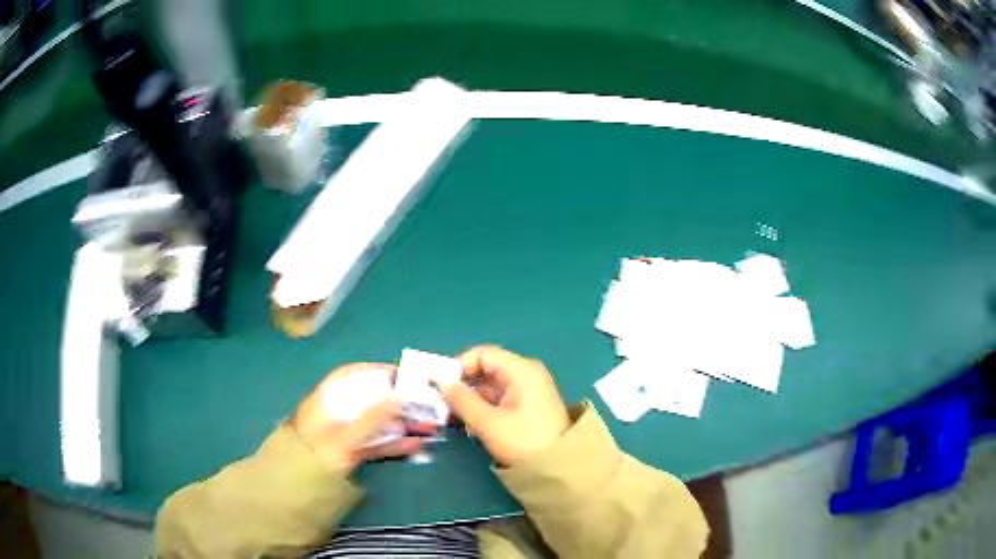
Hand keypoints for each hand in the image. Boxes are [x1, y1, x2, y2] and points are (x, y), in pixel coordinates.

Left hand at [291, 363, 433, 471]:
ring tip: (429, 428)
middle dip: (398, 403)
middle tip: (426, 406)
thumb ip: (371, 418)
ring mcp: (344, 435)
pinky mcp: (352, 455)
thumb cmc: (316, 456)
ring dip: (402, 425)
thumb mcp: (343, 437)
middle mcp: (335, 413)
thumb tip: (400, 397)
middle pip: (369, 401)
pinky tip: (416, 446)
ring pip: (376, 424)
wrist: (296, 492)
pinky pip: (376, 445)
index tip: (404, 376)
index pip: (352, 376)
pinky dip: (395, 444)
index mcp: (326, 399)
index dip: (377, 372)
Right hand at [441, 346, 570, 465]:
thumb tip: (443, 384)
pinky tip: (473, 425)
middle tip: (445, 406)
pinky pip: (500, 398)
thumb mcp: (489, 423)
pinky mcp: (528, 405)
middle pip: (486, 369)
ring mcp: (528, 390)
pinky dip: (484, 407)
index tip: (444, 388)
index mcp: (521, 370)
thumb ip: (462, 401)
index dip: (460, 366)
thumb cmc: (524, 441)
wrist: (559, 468)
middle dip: (464, 386)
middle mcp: (526, 374)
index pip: (483, 354)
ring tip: (456, 419)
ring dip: (472, 399)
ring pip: (491, 385)